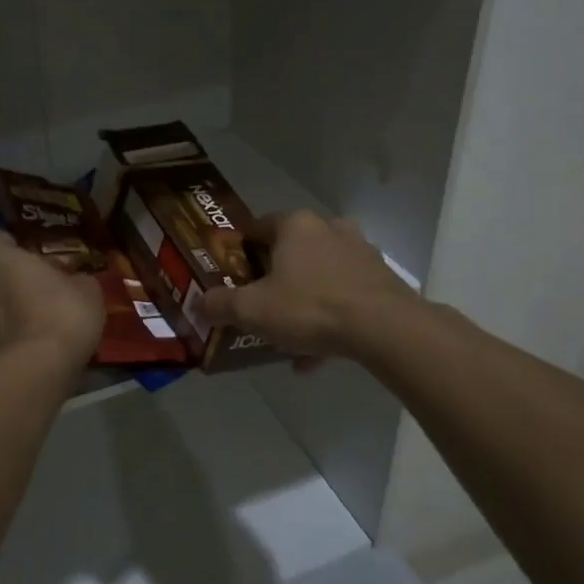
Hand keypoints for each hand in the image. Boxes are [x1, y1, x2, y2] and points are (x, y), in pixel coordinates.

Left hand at [0, 220, 104, 371]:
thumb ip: (74, 277)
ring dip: (0, 300)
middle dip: (1, 268)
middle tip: (32, 274)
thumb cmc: (61, 313)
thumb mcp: (86, 288)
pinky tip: (22, 337)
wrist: (40, 370)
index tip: (6, 238)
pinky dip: (0, 331)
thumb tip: (72, 278)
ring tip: (30, 307)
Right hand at [198, 210, 416, 358]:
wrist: (384, 328)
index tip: (233, 277)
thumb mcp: (252, 310)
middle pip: (292, 254)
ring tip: (290, 343)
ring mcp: (360, 253)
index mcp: (296, 225)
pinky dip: (329, 321)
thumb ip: (221, 304)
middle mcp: (330, 229)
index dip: (242, 252)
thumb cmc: (309, 307)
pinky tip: (318, 357)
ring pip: (320, 278)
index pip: (259, 227)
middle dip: (275, 282)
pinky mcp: (382, 280)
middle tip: (262, 309)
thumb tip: (200, 303)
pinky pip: (344, 298)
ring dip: (303, 306)